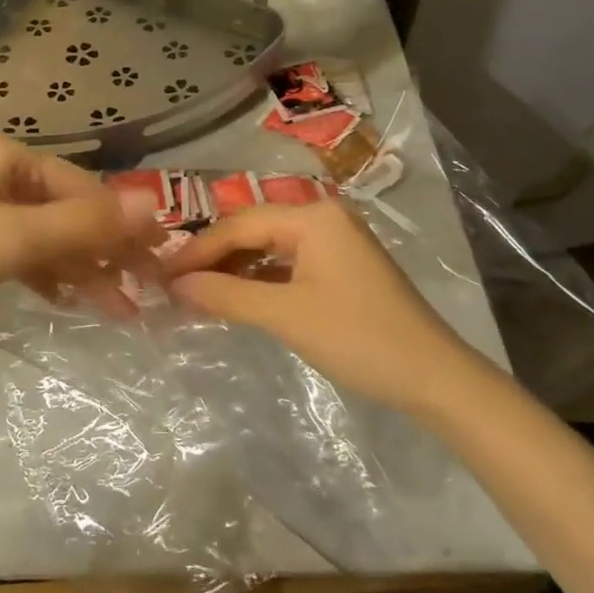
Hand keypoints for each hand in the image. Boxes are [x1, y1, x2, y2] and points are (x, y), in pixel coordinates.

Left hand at [0, 131, 162, 336]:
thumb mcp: (15, 239)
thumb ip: (86, 224)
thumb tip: (156, 205)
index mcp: (8, 155)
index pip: (83, 188)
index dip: (124, 225)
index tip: (160, 260)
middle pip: (68, 210)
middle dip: (104, 251)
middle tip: (143, 290)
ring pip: (48, 233)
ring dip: (81, 268)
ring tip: (116, 307)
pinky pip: (22, 248)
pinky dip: (48, 272)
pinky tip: (68, 298)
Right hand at [165, 199, 482, 416]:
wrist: (432, 376)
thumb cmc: (357, 337)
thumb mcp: (285, 315)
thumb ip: (225, 296)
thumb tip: (174, 286)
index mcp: (312, 216)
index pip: (239, 224)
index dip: (197, 250)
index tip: (161, 274)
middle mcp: (323, 217)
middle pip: (254, 230)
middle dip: (214, 258)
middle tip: (175, 285)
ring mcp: (336, 241)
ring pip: (270, 247)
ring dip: (236, 270)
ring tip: (198, 294)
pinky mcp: (342, 267)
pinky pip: (289, 264)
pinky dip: (261, 280)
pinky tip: (237, 298)